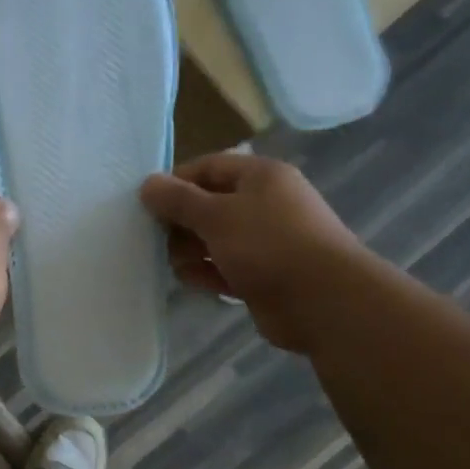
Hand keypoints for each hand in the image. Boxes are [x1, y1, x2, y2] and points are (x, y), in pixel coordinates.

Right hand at [140, 151, 363, 352]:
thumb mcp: (216, 216)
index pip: (208, 167)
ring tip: (176, 265)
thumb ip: (178, 200)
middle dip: (180, 222)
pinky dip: (206, 272)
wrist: (322, 301)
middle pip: (209, 204)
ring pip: (214, 239)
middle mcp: (264, 204)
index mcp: (260, 176)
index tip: (147, 206)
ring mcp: (265, 242)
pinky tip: (191, 281)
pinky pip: (224, 267)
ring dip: (190, 250)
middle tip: (157, 240)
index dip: (176, 183)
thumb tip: (147, 184)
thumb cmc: (268, 245)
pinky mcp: (262, 275)